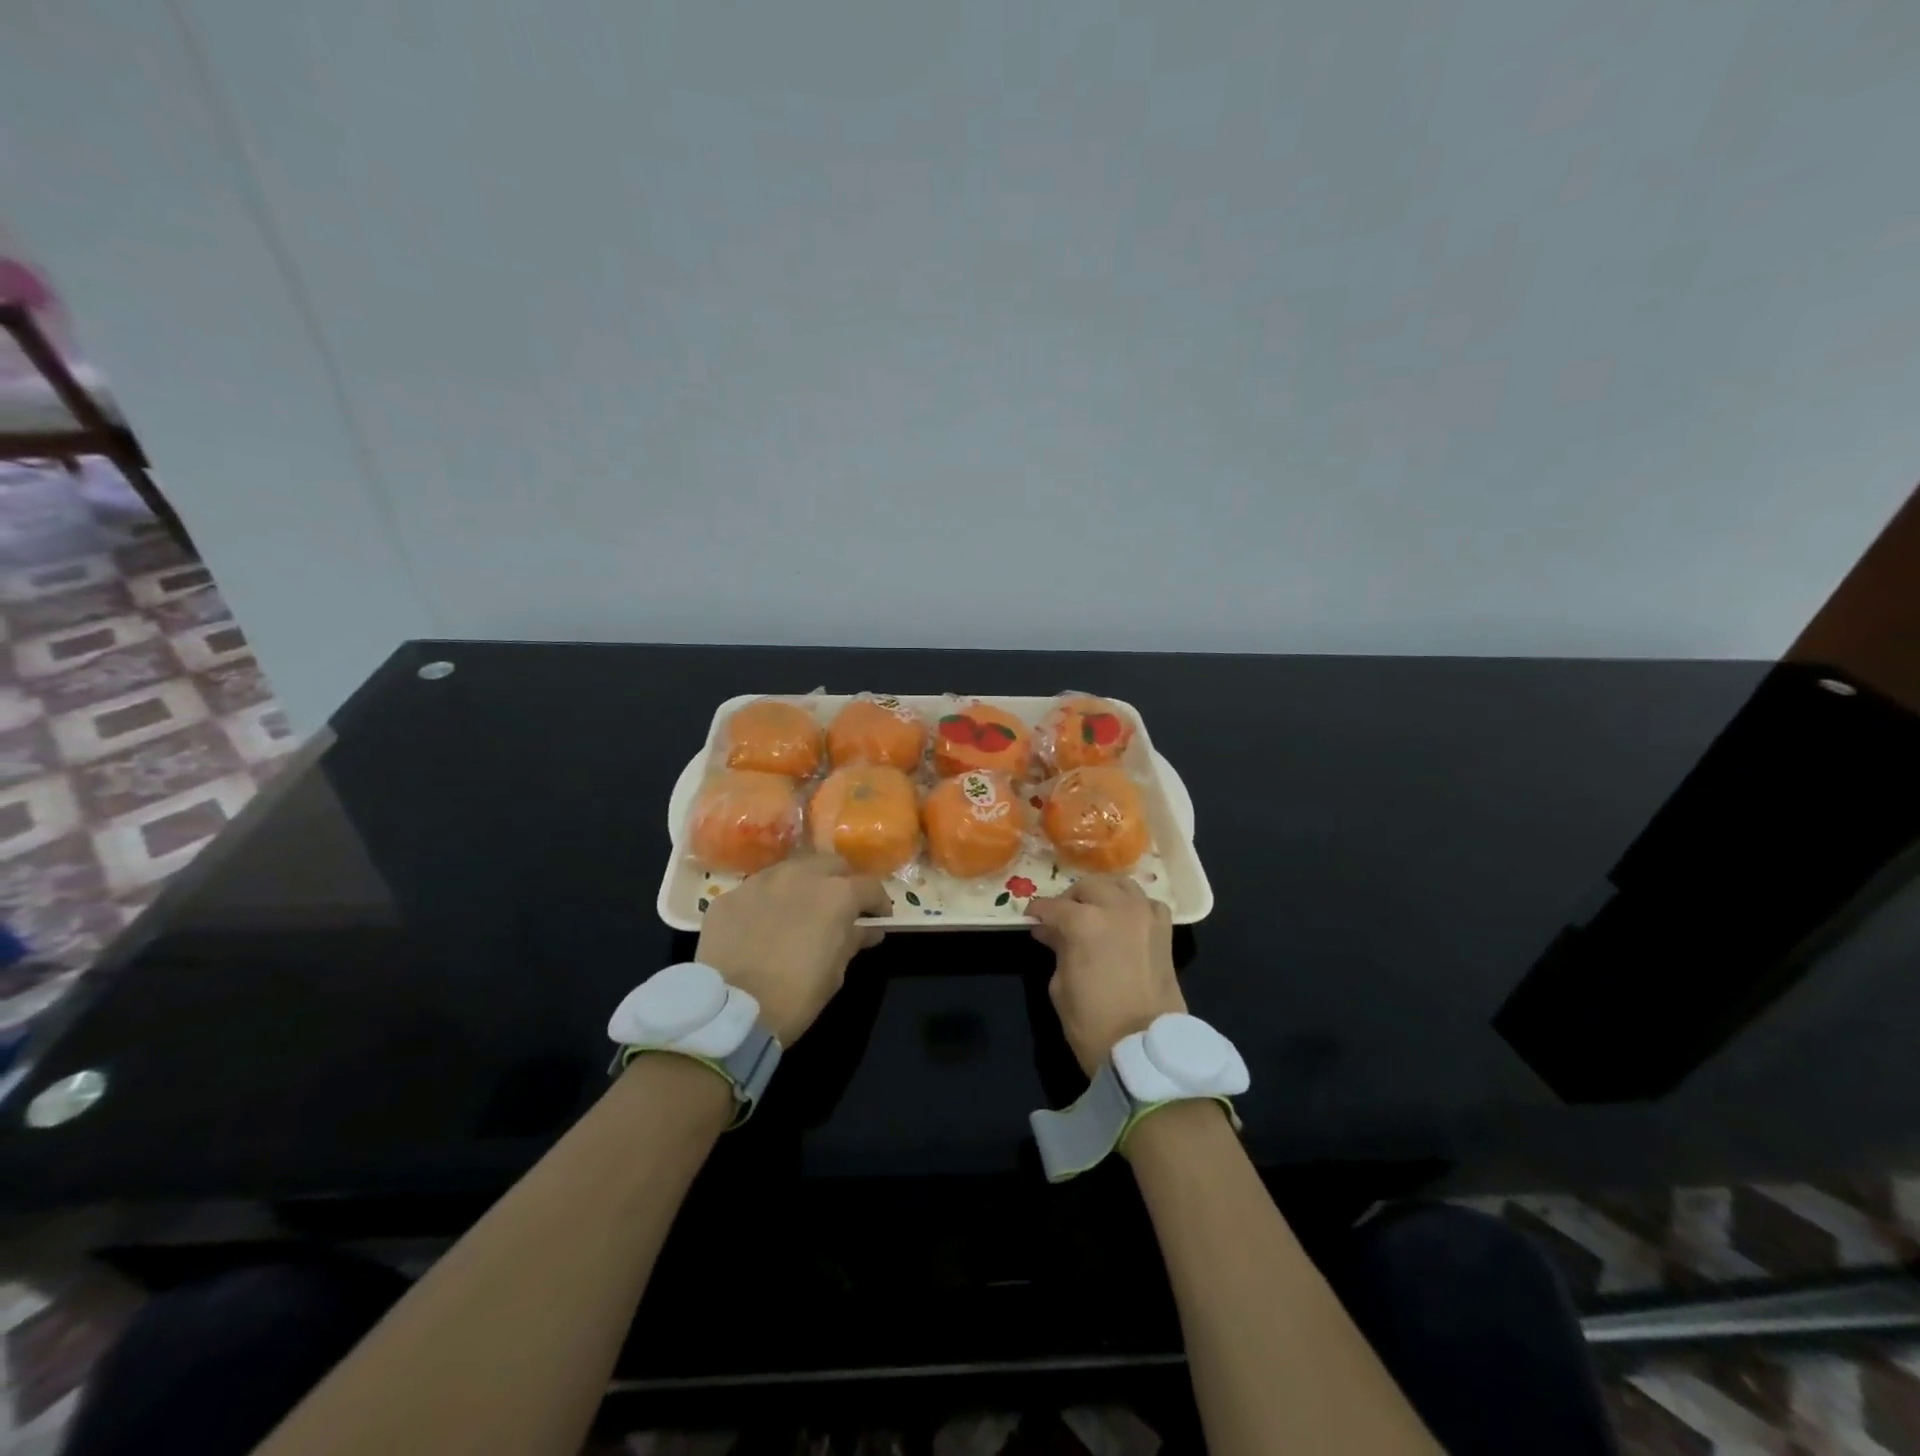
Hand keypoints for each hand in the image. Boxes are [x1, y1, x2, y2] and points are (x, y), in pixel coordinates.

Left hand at [696, 856, 890, 1044]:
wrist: (730, 1012)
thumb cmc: (795, 996)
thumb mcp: (835, 973)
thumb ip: (853, 941)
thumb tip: (867, 930)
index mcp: (835, 895)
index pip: (870, 886)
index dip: (879, 903)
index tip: (879, 918)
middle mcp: (799, 876)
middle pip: (831, 863)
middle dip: (841, 881)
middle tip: (840, 906)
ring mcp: (760, 882)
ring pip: (791, 869)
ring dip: (803, 884)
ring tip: (800, 909)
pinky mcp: (729, 896)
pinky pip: (756, 890)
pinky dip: (767, 902)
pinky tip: (762, 925)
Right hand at [1028, 876, 1183, 1077]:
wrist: (1145, 1049)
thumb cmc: (1092, 1022)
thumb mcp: (1060, 985)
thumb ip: (1057, 949)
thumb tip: (1049, 931)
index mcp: (1084, 922)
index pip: (1054, 907)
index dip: (1038, 912)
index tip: (1030, 919)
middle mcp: (1116, 908)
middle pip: (1089, 886)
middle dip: (1071, 898)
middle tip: (1061, 917)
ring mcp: (1144, 917)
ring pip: (1121, 884)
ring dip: (1103, 893)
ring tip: (1094, 911)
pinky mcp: (1165, 932)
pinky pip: (1148, 903)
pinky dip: (1134, 904)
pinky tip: (1125, 919)